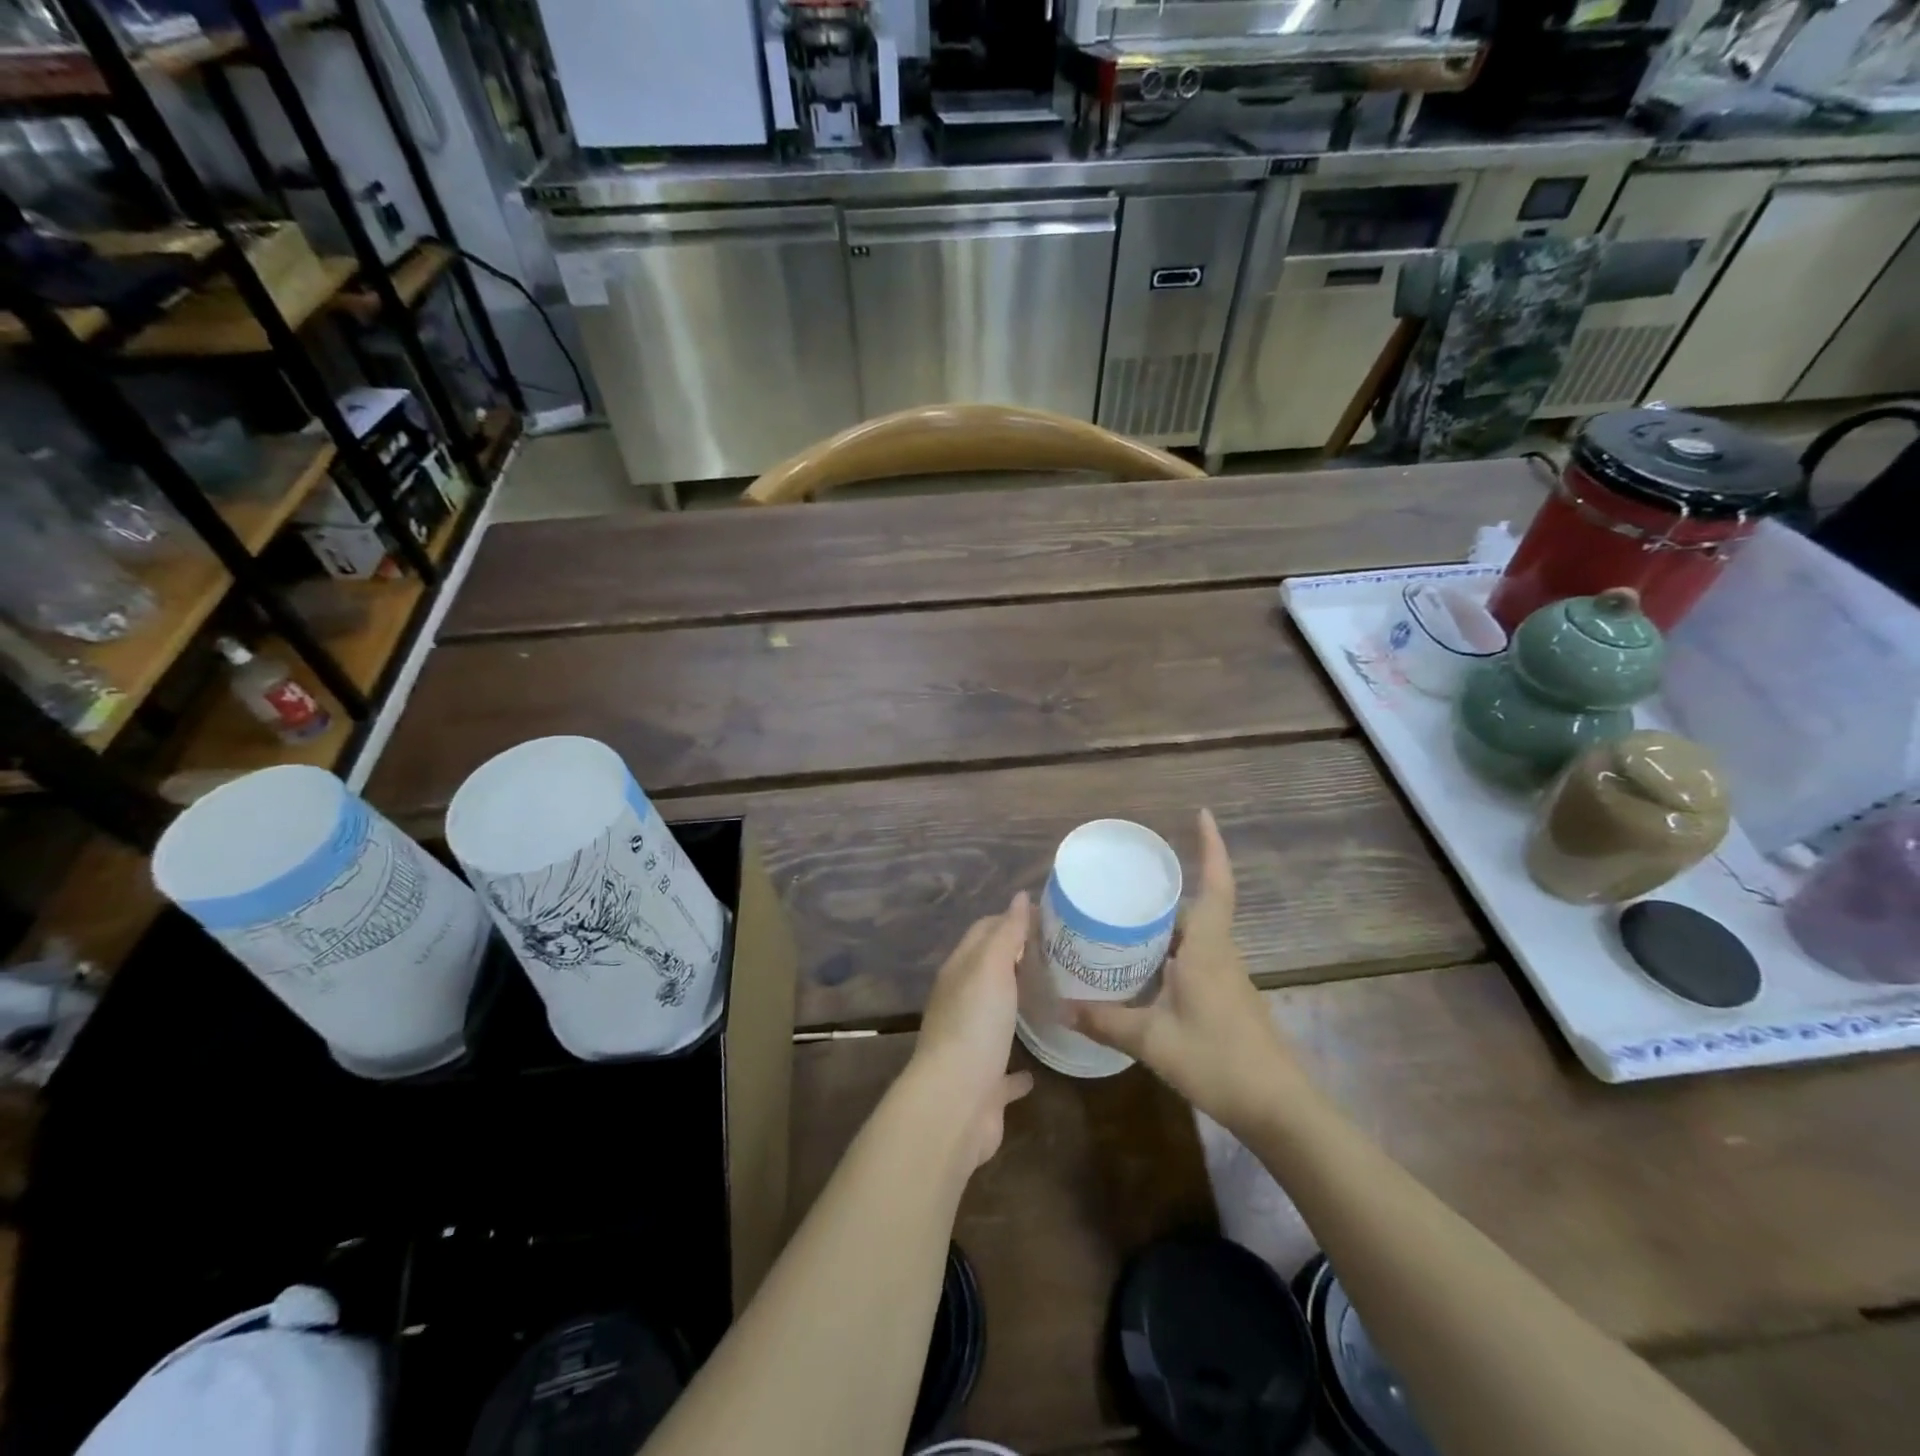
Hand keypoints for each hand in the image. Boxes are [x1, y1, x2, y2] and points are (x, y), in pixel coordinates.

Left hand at [910, 891, 1036, 1167]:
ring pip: (995, 1019)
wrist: (954, 1103)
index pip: (982, 932)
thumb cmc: (974, 1025)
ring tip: (1051, 1000)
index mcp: (959, 973)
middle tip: (1057, 955)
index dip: (1009, 920)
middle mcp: (960, 1005)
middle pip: (989, 973)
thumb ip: (1006, 933)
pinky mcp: (985, 1085)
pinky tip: (1037, 1070)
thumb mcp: (990, 967)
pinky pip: (1004, 1071)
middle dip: (1016, 960)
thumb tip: (1019, 897)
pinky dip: (1019, 1069)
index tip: (1046, 917)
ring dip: (1015, 1008)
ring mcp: (971, 1046)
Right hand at [1071, 811, 1302, 1134]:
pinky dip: (1172, 951)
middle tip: (1127, 879)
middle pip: (1198, 907)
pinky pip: (1197, 959)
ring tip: (1126, 918)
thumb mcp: (1152, 1041)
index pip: (1216, 885)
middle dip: (1169, 889)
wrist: (1278, 1108)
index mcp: (1208, 949)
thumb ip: (1105, 1021)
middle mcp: (1221, 954)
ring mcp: (1228, 978)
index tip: (1202, 815)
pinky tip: (1145, 968)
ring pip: (1197, 935)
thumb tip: (1060, 1006)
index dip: (1212, 848)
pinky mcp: (1228, 999)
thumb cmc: (1218, 1061)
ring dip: (1169, 922)